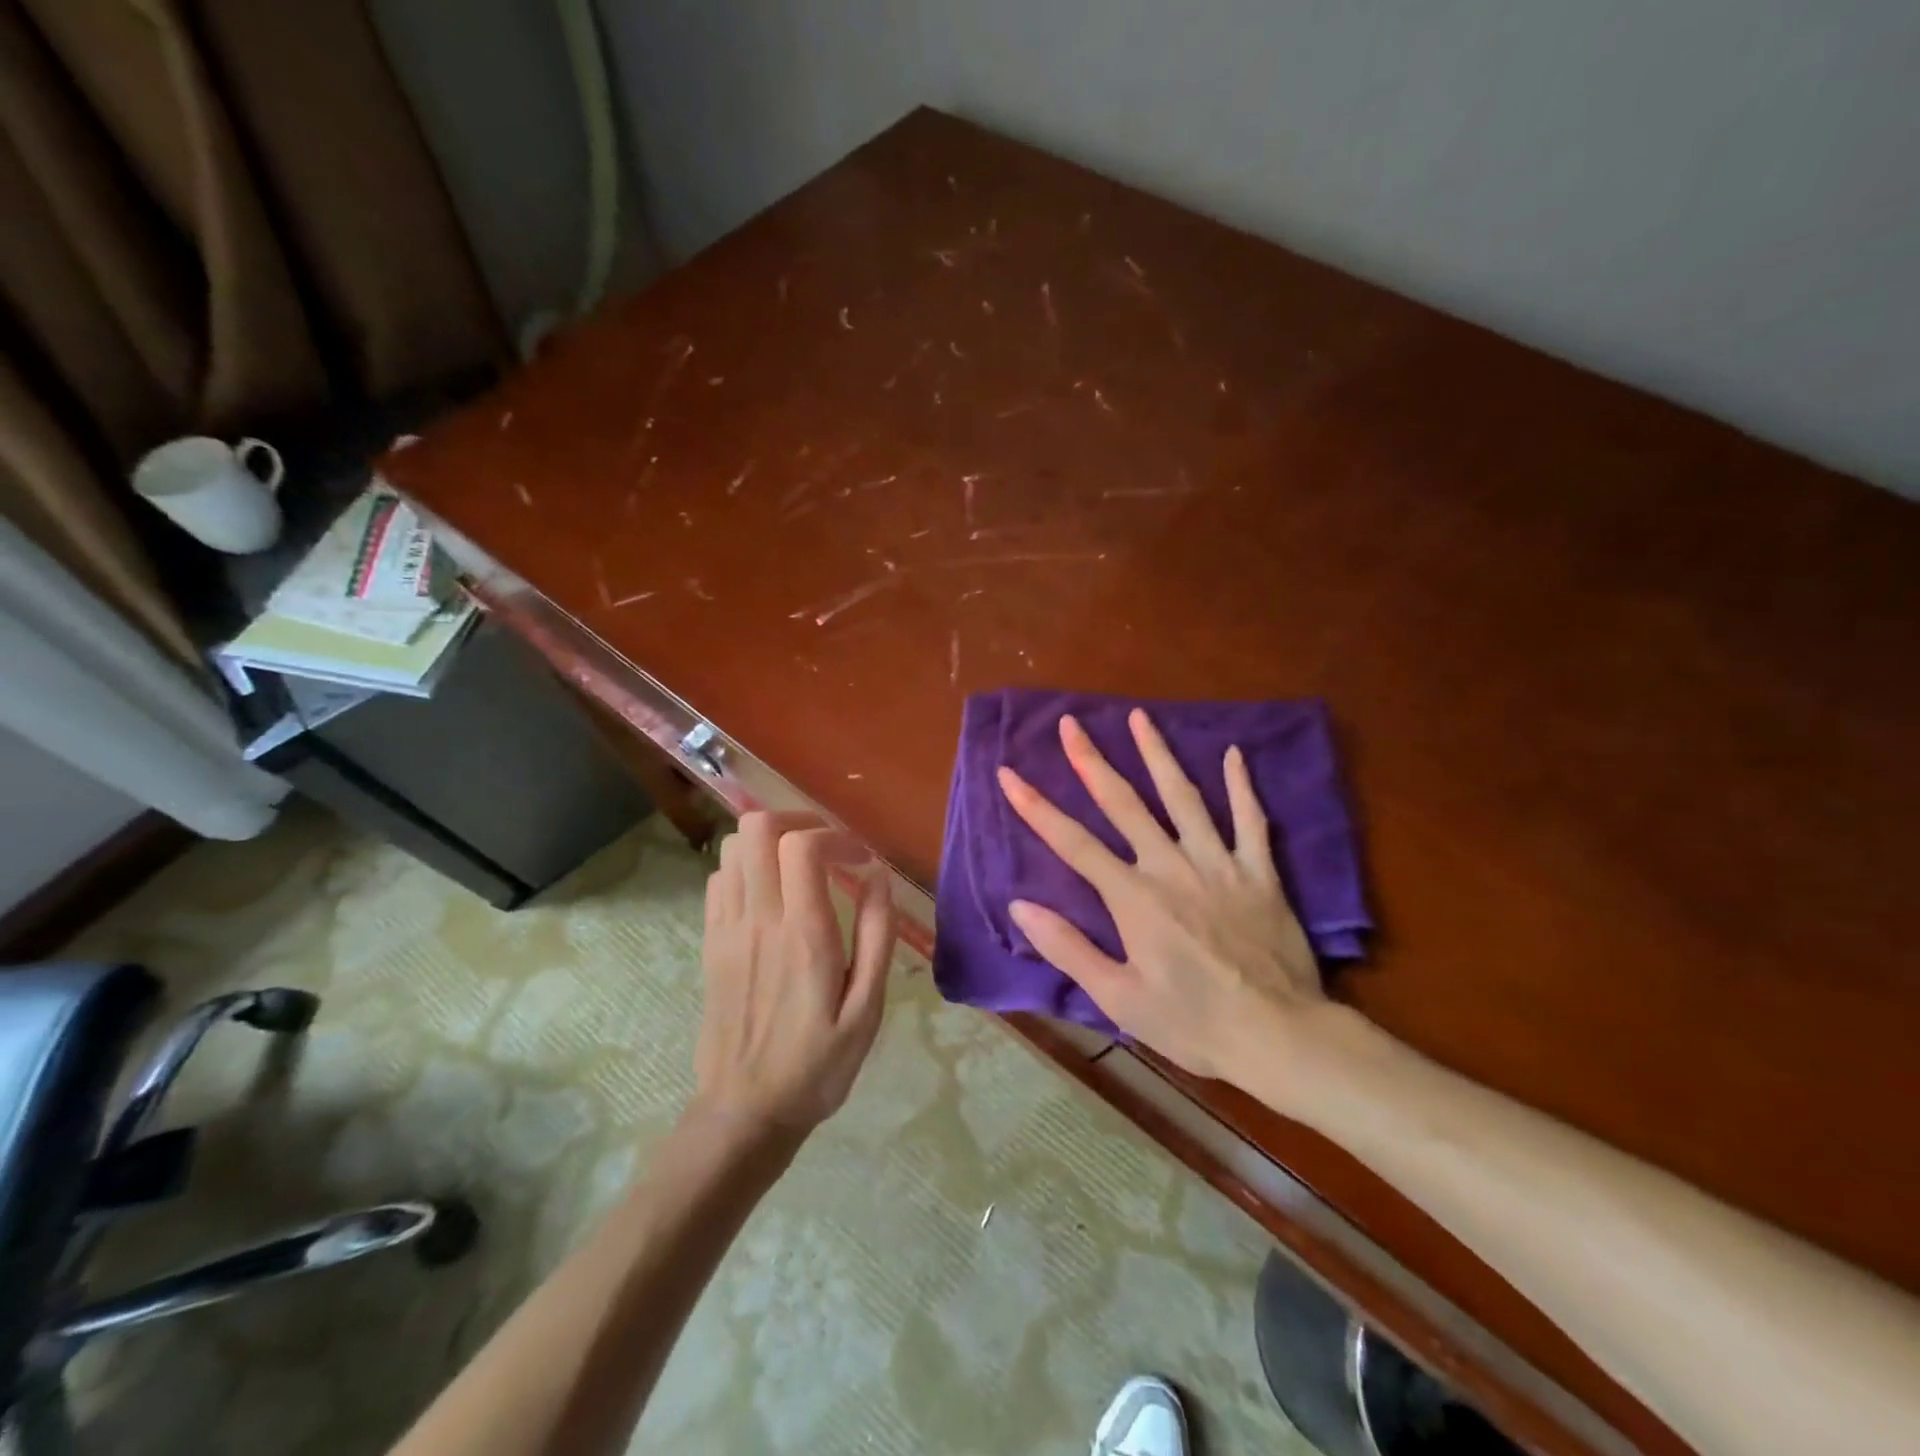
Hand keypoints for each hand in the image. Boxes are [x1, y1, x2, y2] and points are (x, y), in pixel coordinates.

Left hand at [695, 812, 894, 1134]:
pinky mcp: (710, 942)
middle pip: (757, 828)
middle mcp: (758, 920)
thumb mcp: (867, 1009)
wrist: (745, 1112)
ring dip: (769, 840)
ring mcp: (726, 929)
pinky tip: (771, 893)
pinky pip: (719, 878)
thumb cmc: (818, 1065)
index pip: (803, 847)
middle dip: (797, 821)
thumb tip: (878, 876)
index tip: (861, 860)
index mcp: (803, 935)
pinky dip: (747, 866)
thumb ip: (876, 935)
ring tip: (801, 865)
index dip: (836, 836)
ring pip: (733, 847)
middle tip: (828, 846)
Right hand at [996, 709, 1327, 1086]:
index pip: (1073, 843)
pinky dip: (1241, 786)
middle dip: (1091, 761)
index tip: (1009, 773)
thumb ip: (1069, 948)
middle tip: (1071, 723)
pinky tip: (1233, 753)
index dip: (1036, 807)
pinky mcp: (1260, 872)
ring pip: (1184, 797)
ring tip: (1138, 717)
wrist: (1280, 1037)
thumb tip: (1020, 905)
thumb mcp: (1119, 998)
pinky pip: (1251, 820)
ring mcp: (1220, 864)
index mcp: (1134, 898)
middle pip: (1124, 804)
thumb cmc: (1192, 1022)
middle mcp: (1171, 867)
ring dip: (1158, 754)